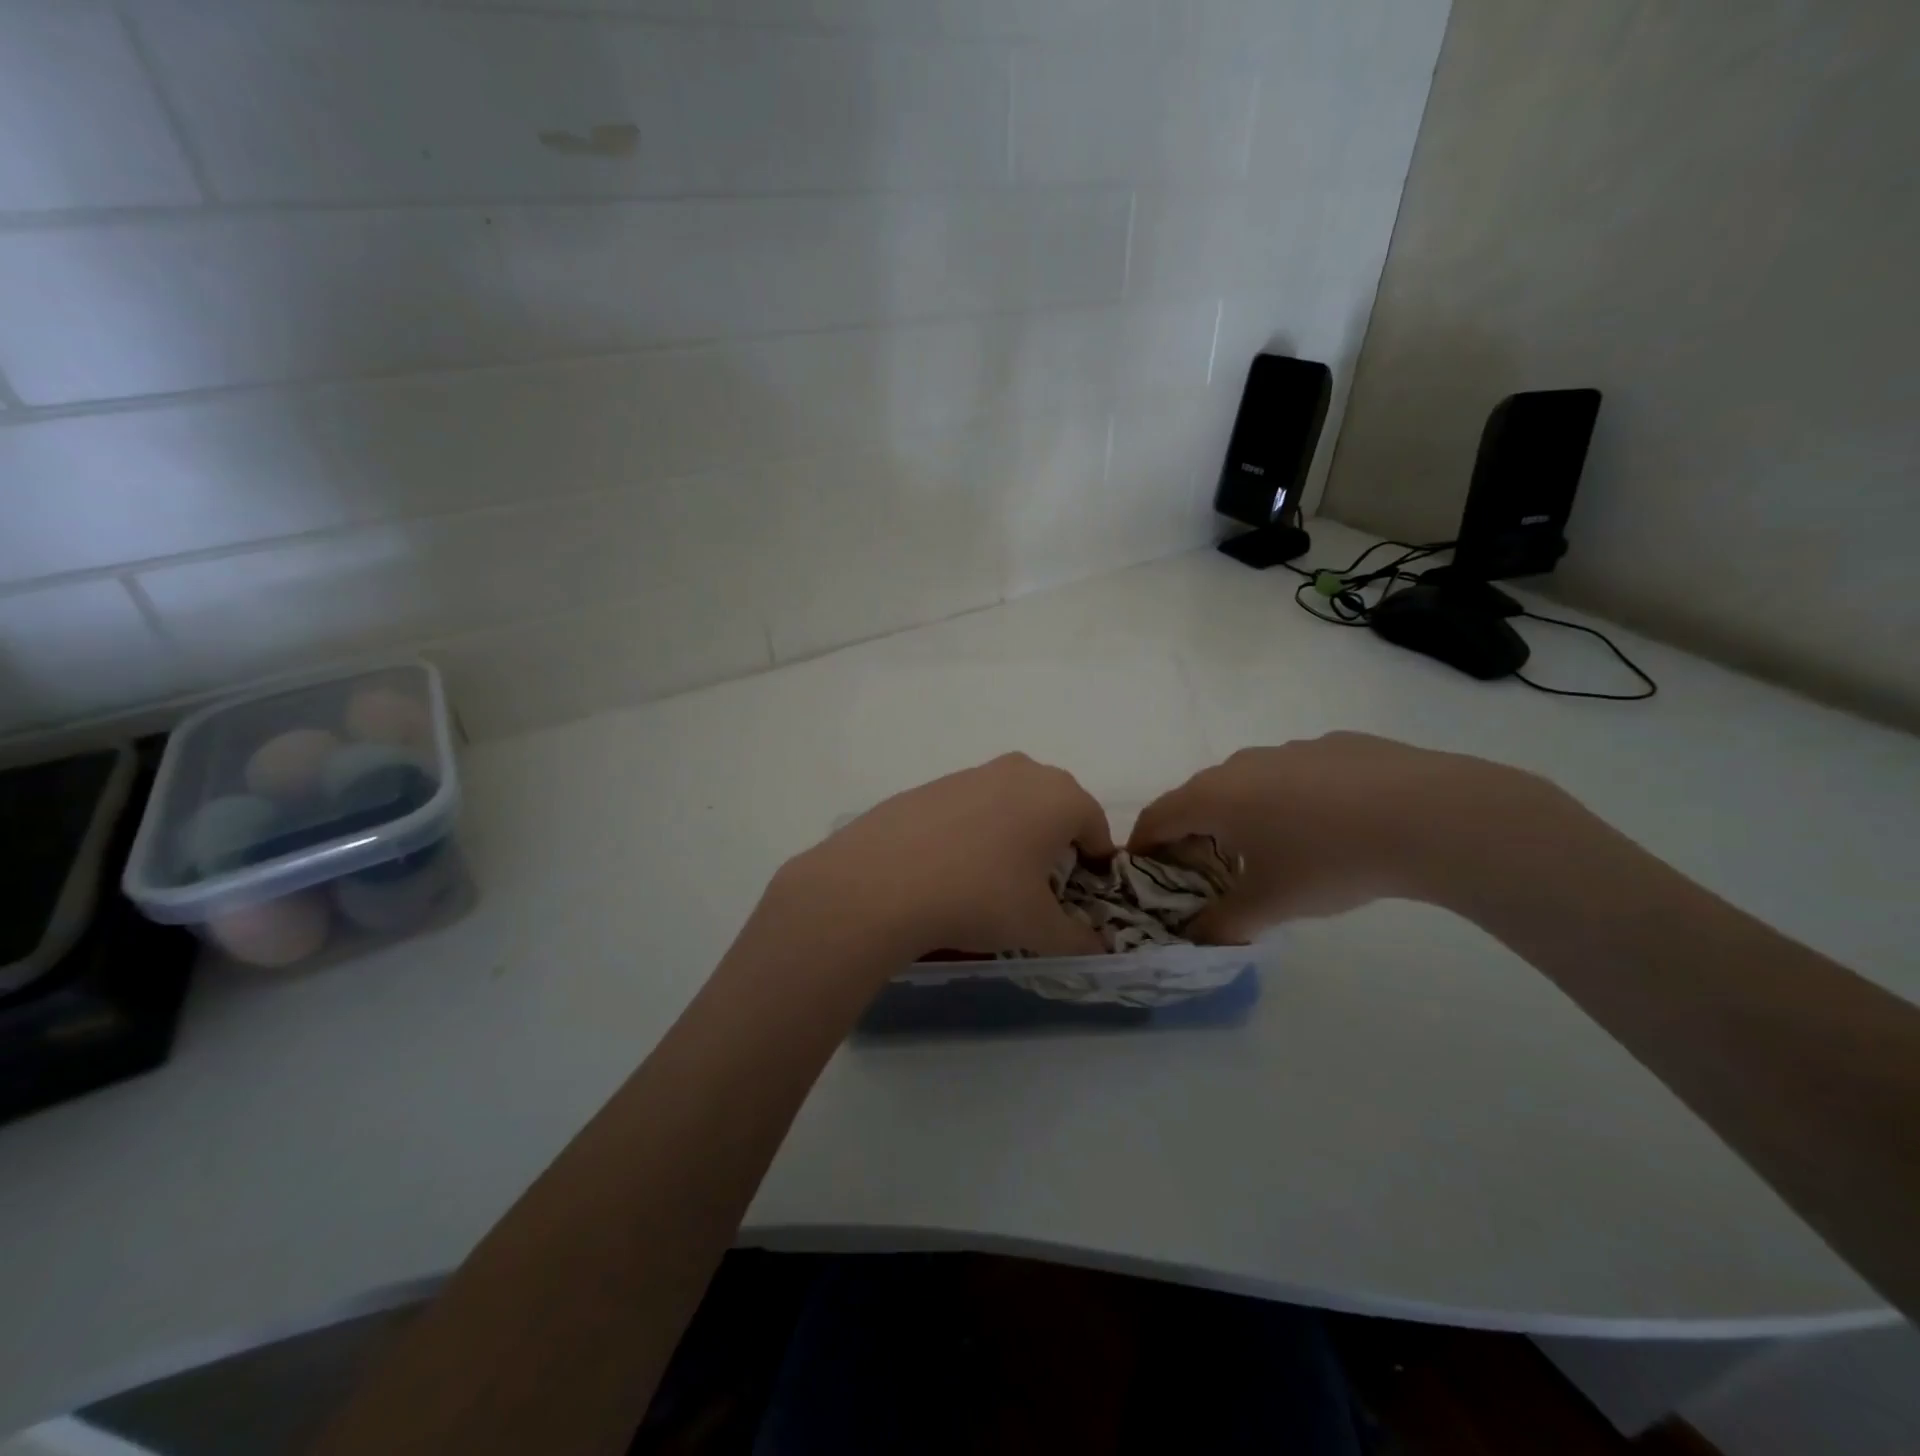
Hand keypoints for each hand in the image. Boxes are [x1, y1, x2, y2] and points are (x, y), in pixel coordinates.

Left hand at [772, 754, 1113, 961]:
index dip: (1096, 863)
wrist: (883, 880)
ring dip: (1015, 832)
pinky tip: (951, 866)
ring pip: (1012, 802)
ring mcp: (974, 772)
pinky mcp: (933, 783)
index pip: (1096, 826)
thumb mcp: (1039, 929)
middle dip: (1056, 842)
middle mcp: (1022, 772)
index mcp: (1060, 797)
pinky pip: (972, 806)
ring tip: (993, 877)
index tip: (1081, 895)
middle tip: (1040, 885)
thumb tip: (1097, 947)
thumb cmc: (981, 897)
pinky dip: (974, 830)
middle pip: (1055, 807)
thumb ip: (1078, 938)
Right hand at [1128, 733, 1553, 939]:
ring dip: (1241, 812)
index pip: (1157, 816)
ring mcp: (1288, 749)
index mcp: (1214, 796)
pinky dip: (1289, 797)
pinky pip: (1292, 773)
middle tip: (1205, 868)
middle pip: (1198, 796)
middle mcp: (1241, 764)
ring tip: (1269, 848)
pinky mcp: (1333, 745)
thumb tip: (1197, 939)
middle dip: (1192, 831)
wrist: (1429, 815)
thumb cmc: (1329, 860)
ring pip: (1247, 781)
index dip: (1142, 844)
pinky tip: (1327, 825)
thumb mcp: (1272, 904)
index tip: (1142, 869)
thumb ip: (1224, 924)